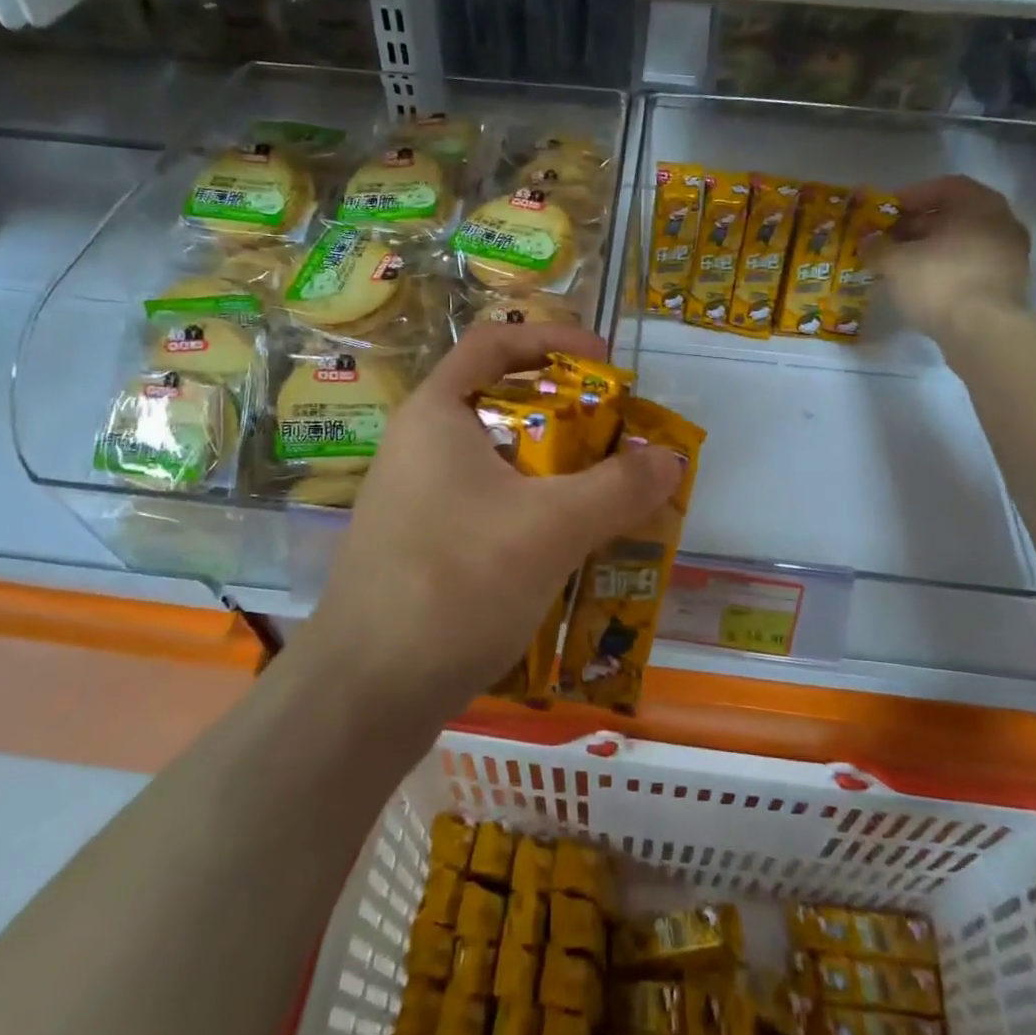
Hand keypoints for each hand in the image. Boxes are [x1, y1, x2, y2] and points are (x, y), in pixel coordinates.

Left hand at [307, 322, 681, 718]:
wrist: (365, 695)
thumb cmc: (455, 583)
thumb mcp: (551, 528)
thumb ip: (618, 488)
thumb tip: (670, 458)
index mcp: (437, 414)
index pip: (495, 341)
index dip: (555, 340)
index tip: (607, 364)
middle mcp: (420, 445)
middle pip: (504, 402)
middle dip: (569, 415)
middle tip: (620, 439)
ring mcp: (416, 498)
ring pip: (500, 462)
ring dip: (557, 470)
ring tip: (608, 494)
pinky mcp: (421, 545)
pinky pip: (489, 506)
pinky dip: (533, 510)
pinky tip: (568, 546)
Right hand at [879, 175, 1031, 342]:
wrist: (983, 332)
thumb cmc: (939, 282)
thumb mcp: (895, 262)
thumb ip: (877, 247)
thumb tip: (867, 243)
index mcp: (980, 205)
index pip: (944, 187)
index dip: (910, 197)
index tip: (885, 213)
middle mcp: (1002, 223)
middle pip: (953, 216)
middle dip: (916, 226)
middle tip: (886, 240)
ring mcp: (1008, 256)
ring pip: (961, 243)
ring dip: (929, 250)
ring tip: (898, 265)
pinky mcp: (1006, 286)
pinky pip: (969, 267)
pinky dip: (944, 270)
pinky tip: (920, 285)